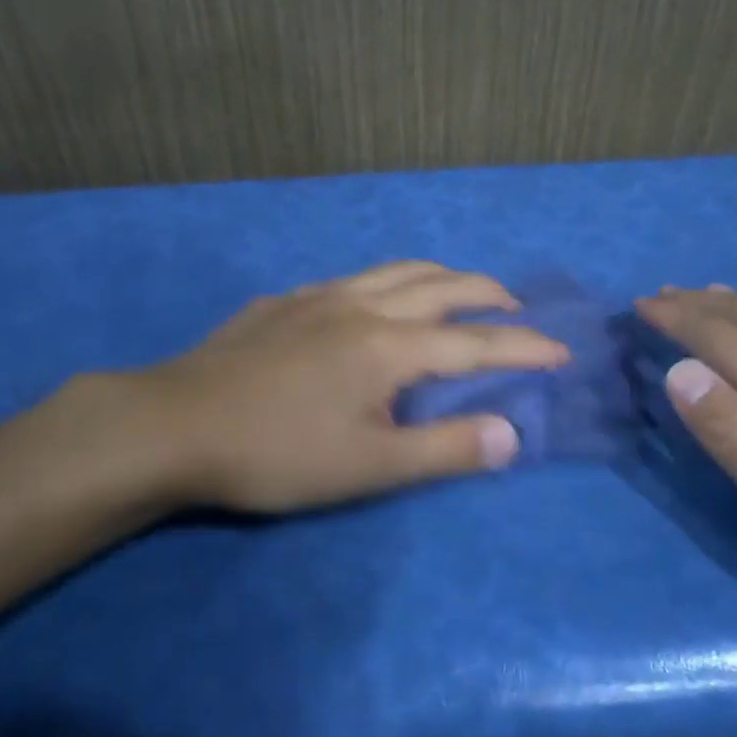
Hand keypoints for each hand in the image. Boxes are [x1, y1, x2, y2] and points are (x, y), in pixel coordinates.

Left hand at [138, 261, 568, 513]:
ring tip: (459, 291)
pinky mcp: (285, 301)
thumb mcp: (368, 466)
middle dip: (489, 293)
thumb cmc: (277, 454)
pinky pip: (353, 279)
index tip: (561, 351)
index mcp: (389, 344)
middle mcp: (361, 305)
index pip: (476, 341)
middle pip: (441, 285)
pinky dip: (387, 283)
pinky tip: (374, 304)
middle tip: (515, 310)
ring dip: (440, 276)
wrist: (175, 424)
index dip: (524, 347)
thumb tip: (510, 435)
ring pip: (396, 270)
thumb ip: (444, 448)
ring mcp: (318, 296)